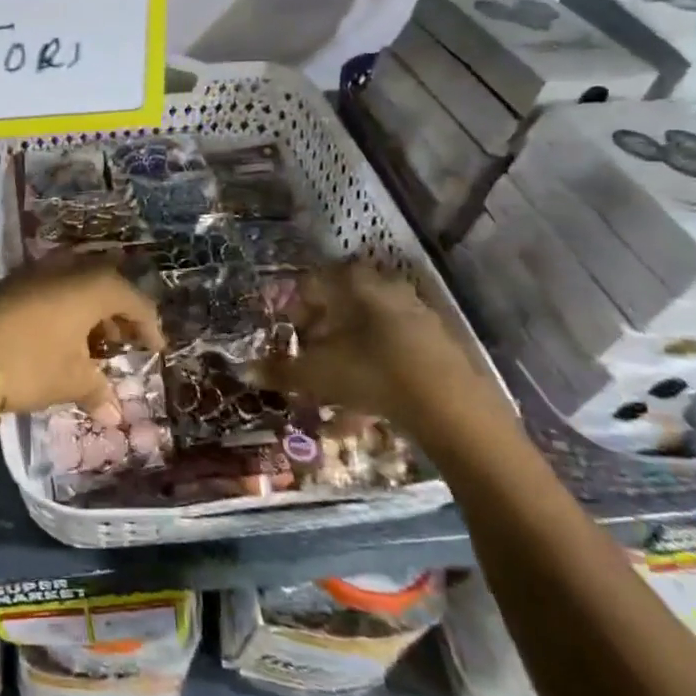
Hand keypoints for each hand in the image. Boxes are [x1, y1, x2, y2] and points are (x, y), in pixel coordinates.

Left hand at [0, 256, 164, 420]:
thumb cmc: (30, 365)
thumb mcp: (70, 380)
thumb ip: (97, 391)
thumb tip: (114, 415)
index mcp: (91, 287)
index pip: (132, 299)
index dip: (148, 325)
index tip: (155, 350)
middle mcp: (66, 269)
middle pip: (105, 284)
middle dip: (117, 313)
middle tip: (123, 343)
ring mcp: (35, 273)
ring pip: (75, 284)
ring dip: (89, 310)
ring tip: (92, 344)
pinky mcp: (11, 283)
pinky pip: (51, 288)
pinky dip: (64, 308)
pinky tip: (60, 336)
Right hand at [263, 260, 509, 434]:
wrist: (450, 405)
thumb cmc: (370, 372)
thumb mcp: (315, 374)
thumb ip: (280, 370)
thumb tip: (246, 370)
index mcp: (352, 283)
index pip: (310, 283)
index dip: (291, 309)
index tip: (284, 336)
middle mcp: (384, 288)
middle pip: (341, 307)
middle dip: (320, 335)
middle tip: (307, 360)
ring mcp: (416, 315)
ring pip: (367, 333)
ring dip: (346, 358)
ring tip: (332, 394)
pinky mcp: (437, 345)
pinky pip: (392, 354)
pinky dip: (373, 375)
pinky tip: (362, 413)